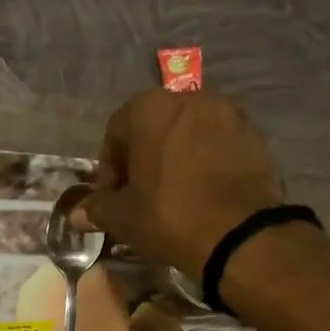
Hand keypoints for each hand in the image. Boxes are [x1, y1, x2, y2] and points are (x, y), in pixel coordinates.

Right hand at [85, 90, 282, 278]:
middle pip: (153, 128)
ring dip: (174, 160)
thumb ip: (97, 208)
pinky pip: (215, 145)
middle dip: (142, 160)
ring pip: (187, 135)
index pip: (115, 132)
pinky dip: (203, 163)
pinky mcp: (252, 134)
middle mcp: (189, 97)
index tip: (112, 199)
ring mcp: (226, 113)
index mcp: (150, 108)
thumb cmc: (168, 216)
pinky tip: (200, 194)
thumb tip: (77, 214)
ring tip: (172, 196)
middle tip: (139, 197)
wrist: (238, 233)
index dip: (109, 170)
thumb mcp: (122, 217)